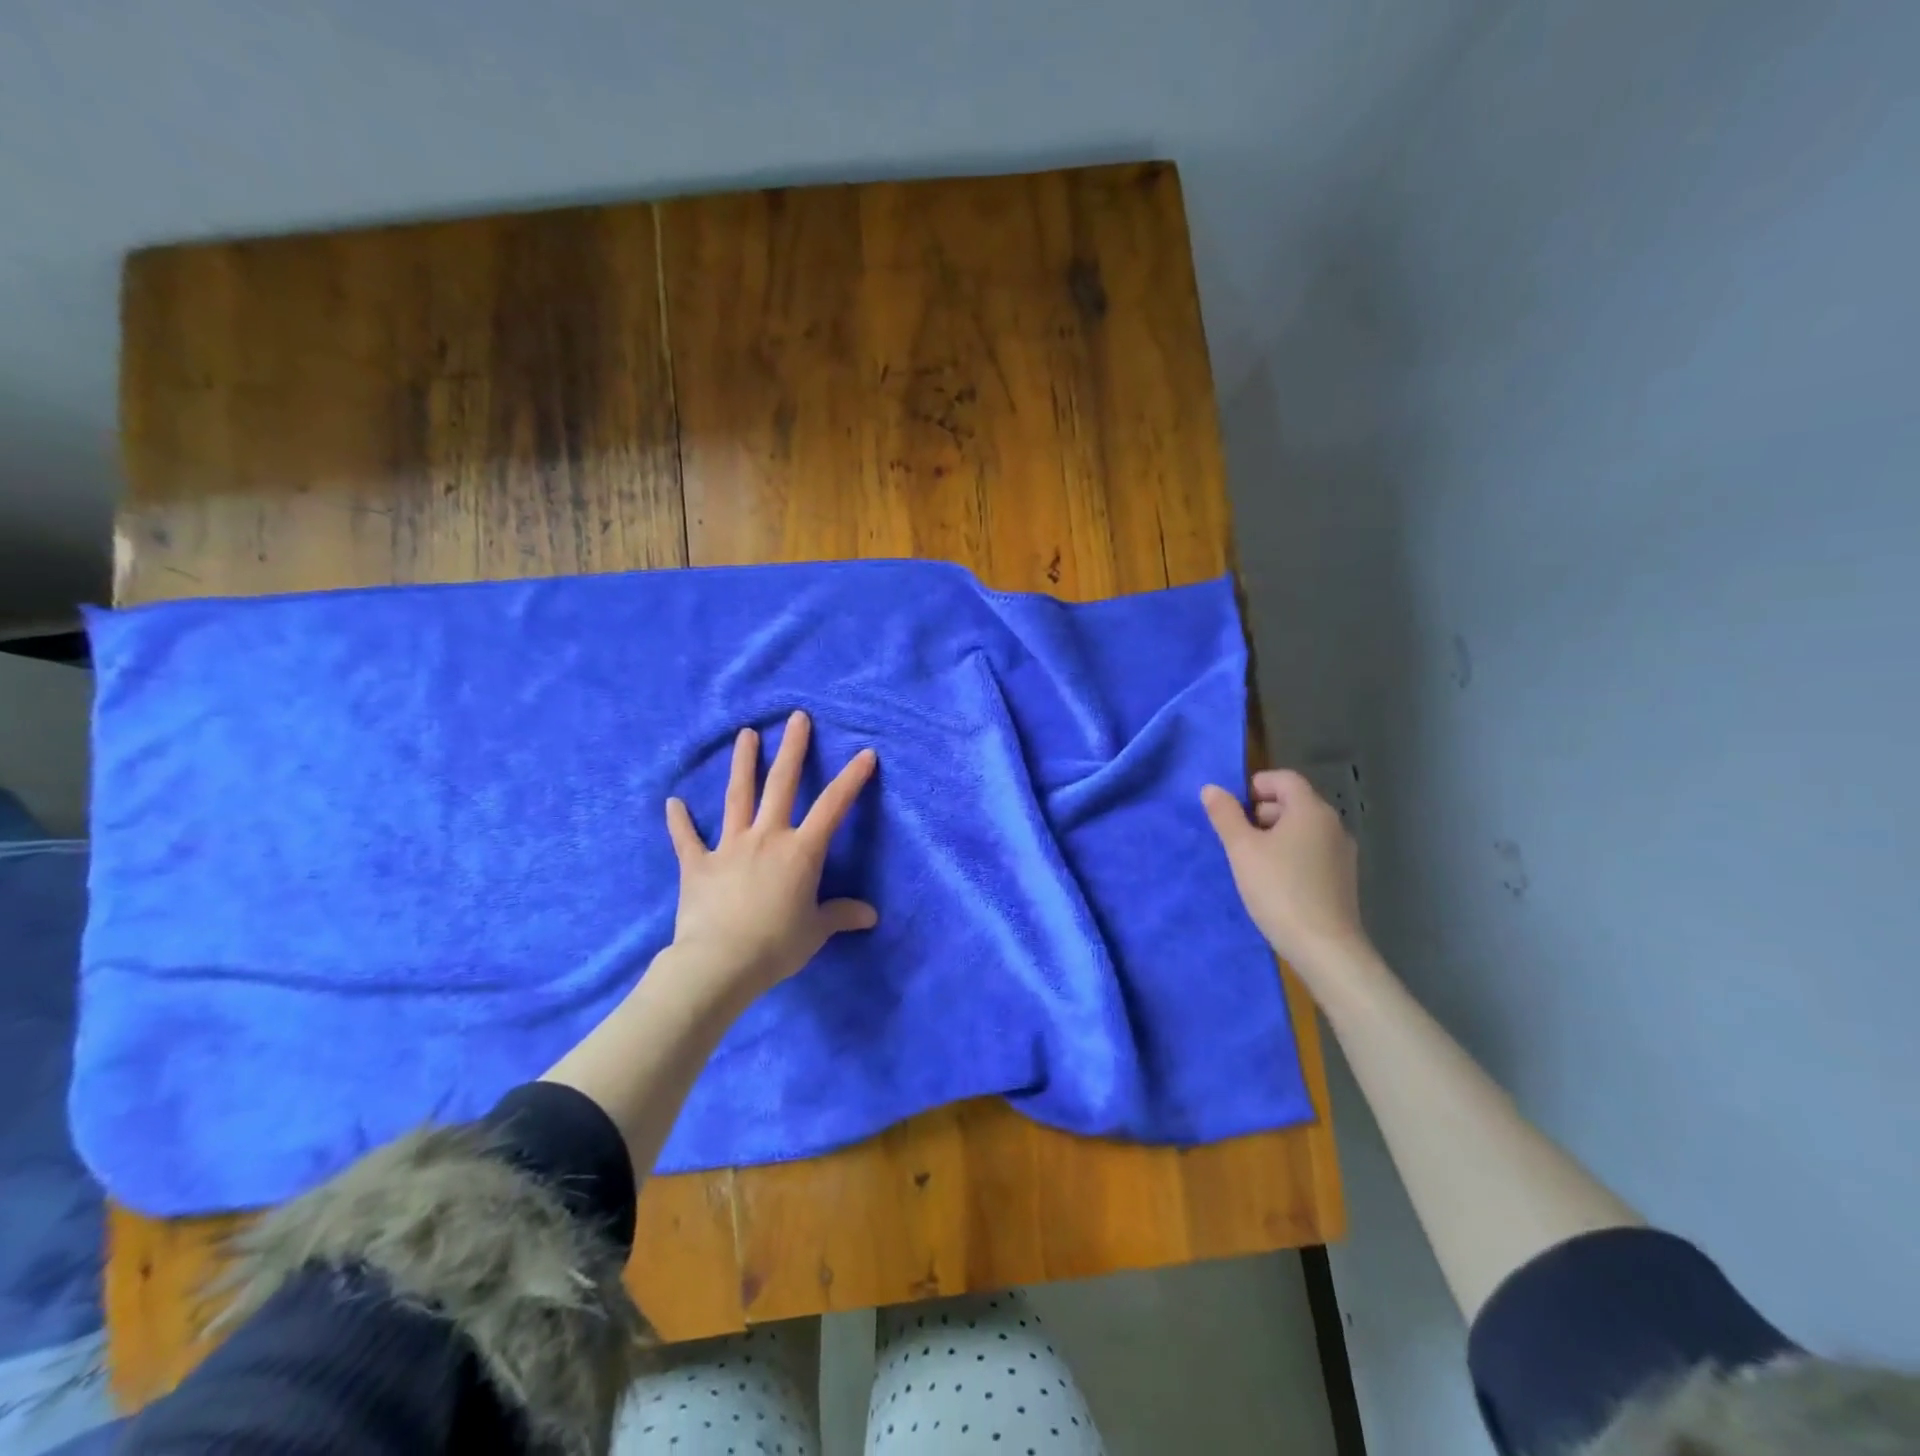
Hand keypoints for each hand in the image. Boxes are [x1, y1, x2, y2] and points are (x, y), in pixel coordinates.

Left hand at [664, 710, 877, 1001]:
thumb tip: (870, 915)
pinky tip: (673, 802)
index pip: (833, 807)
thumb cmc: (776, 945)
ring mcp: (729, 846)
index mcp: (801, 851)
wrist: (719, 963)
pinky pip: (687, 838)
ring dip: (743, 764)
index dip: (852, 779)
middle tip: (796, 718)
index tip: (866, 753)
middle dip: (792, 749)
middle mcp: (767, 837)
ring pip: (737, 797)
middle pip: (781, 784)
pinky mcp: (698, 864)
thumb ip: (840, 915)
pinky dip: (679, 821)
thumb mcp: (816, 931)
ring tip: (746, 735)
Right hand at [1201, 770, 1370, 977]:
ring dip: (1275, 835)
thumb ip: (1225, 815)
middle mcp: (1333, 824)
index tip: (1233, 810)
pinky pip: (1312, 851)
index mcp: (1310, 810)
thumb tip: (1212, 789)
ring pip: (1303, 829)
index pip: (1284, 779)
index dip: (1255, 785)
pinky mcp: (1343, 878)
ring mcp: (1342, 853)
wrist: (1324, 947)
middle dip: (1262, 812)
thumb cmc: (1278, 889)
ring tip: (1252, 862)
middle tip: (1237, 838)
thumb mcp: (1242, 849)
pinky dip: (1291, 854)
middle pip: (1294, 802)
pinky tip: (1275, 881)